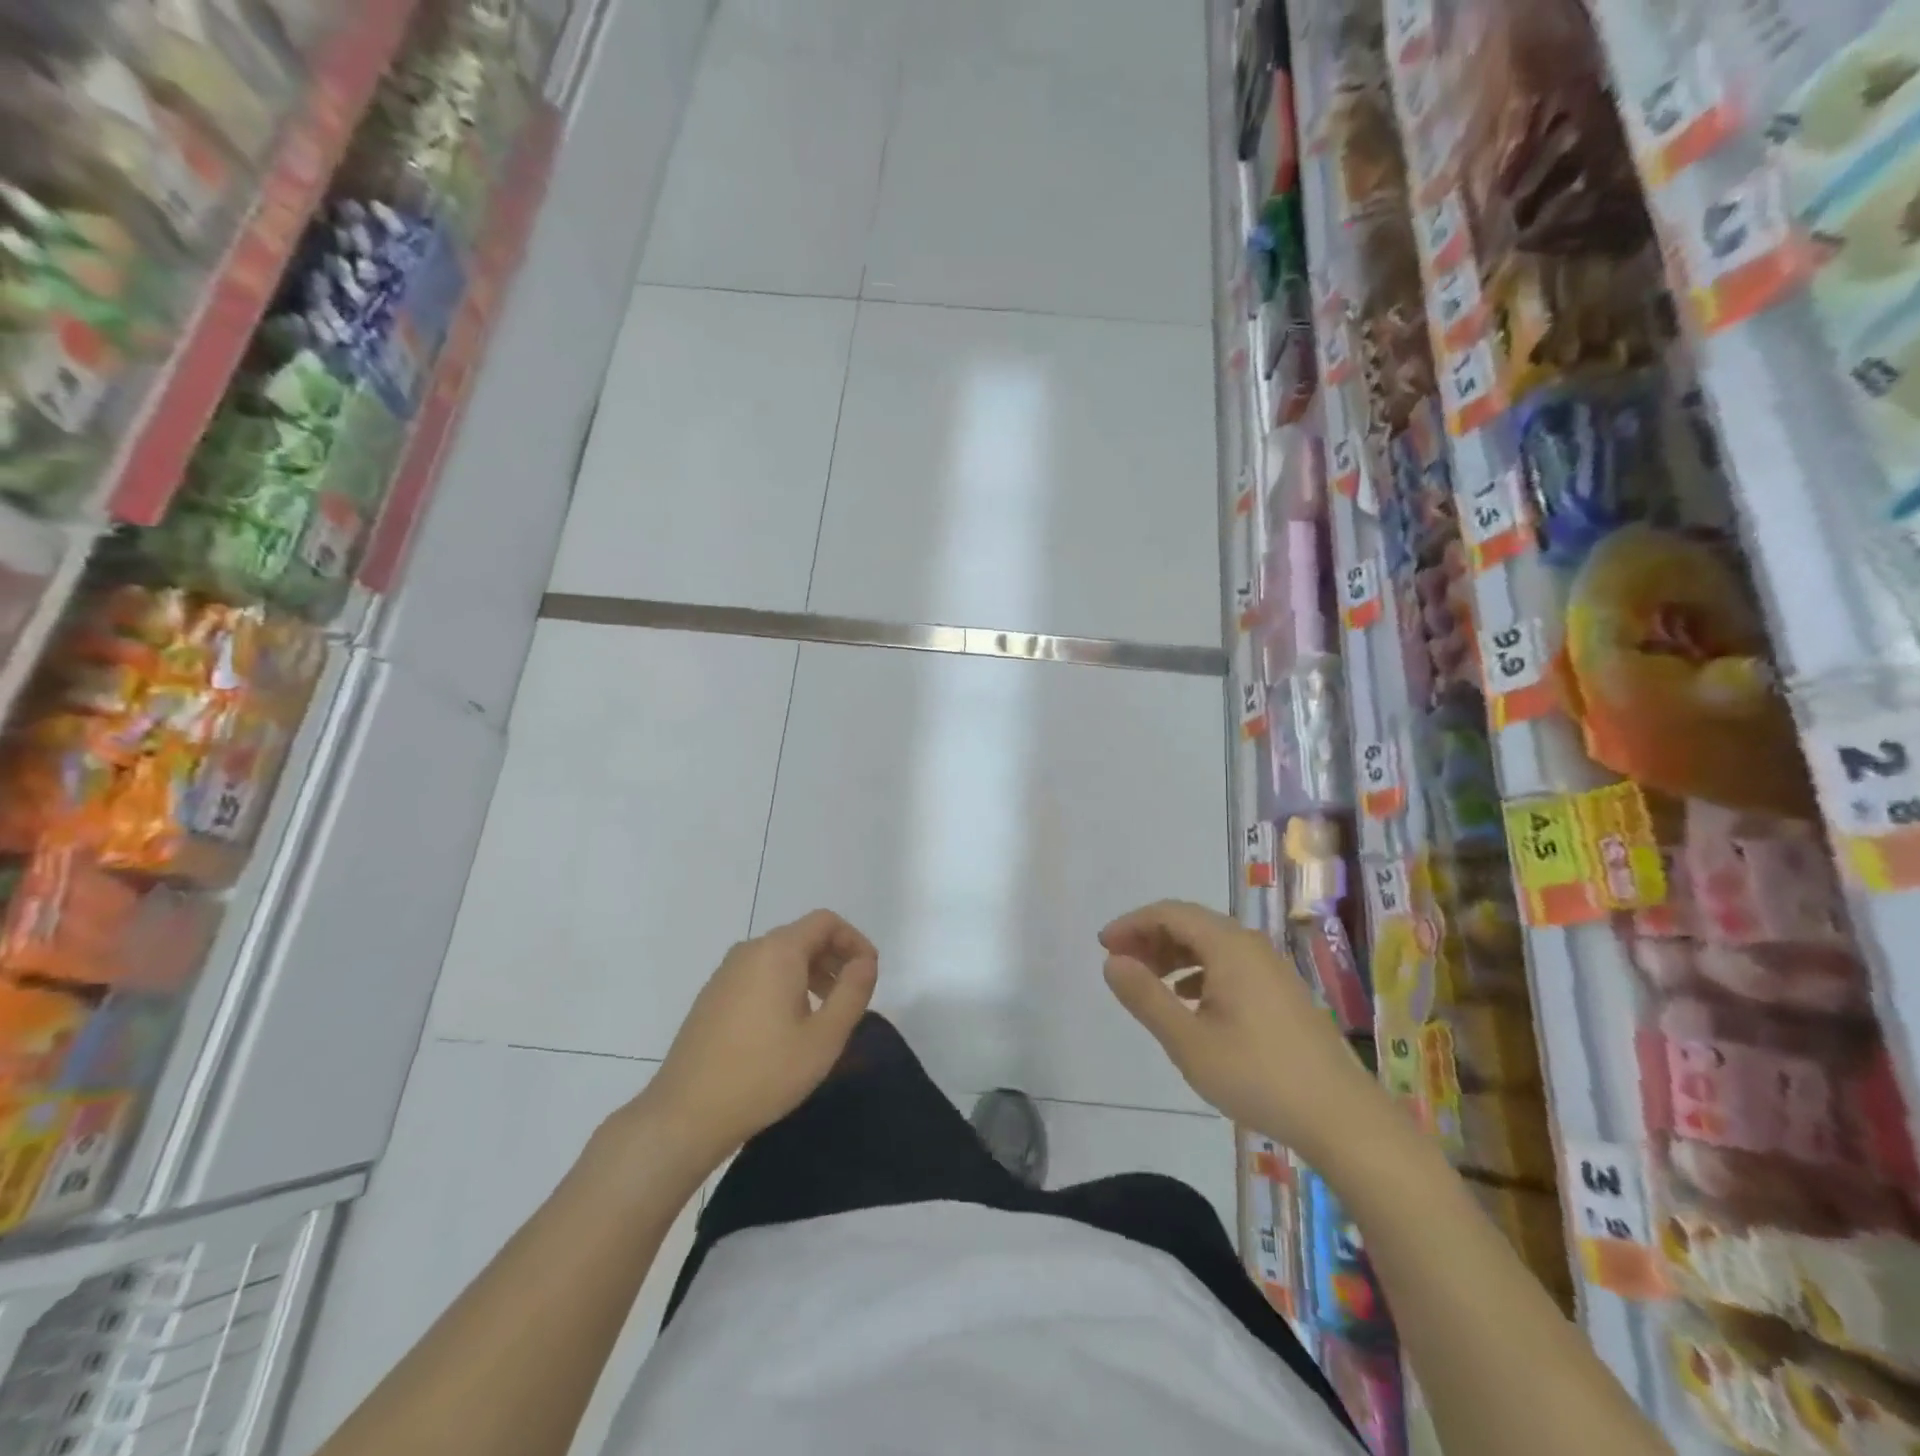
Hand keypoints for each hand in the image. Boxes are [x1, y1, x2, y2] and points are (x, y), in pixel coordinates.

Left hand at [633, 910, 878, 1173]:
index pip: (825, 922)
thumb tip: (866, 961)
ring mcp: (725, 973)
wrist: (685, 1114)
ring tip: (824, 1015)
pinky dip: (784, 986)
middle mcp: (750, 951)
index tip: (869, 974)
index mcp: (778, 952)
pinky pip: (759, 974)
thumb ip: (853, 992)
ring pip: (780, 957)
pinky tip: (787, 1028)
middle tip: (850, 997)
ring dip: (811, 974)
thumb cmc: (763, 1074)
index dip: (854, 940)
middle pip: (802, 936)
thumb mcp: (824, 1038)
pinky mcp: (712, 996)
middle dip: (834, 958)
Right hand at [1100, 900, 1390, 1162]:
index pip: (1170, 913)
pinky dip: (1198, 971)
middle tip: (1119, 964)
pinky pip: (1228, 963)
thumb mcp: (1188, 1041)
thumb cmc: (1258, 1076)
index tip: (1103, 947)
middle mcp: (1251, 946)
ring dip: (1173, 955)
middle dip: (1150, 938)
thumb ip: (1146, 997)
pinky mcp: (1281, 991)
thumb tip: (1112, 962)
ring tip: (1147, 983)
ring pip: (1210, 944)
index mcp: (1229, 946)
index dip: (1132, 924)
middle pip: (1190, 923)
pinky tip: (1187, 1001)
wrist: (1341, 1118)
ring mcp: (1270, 968)